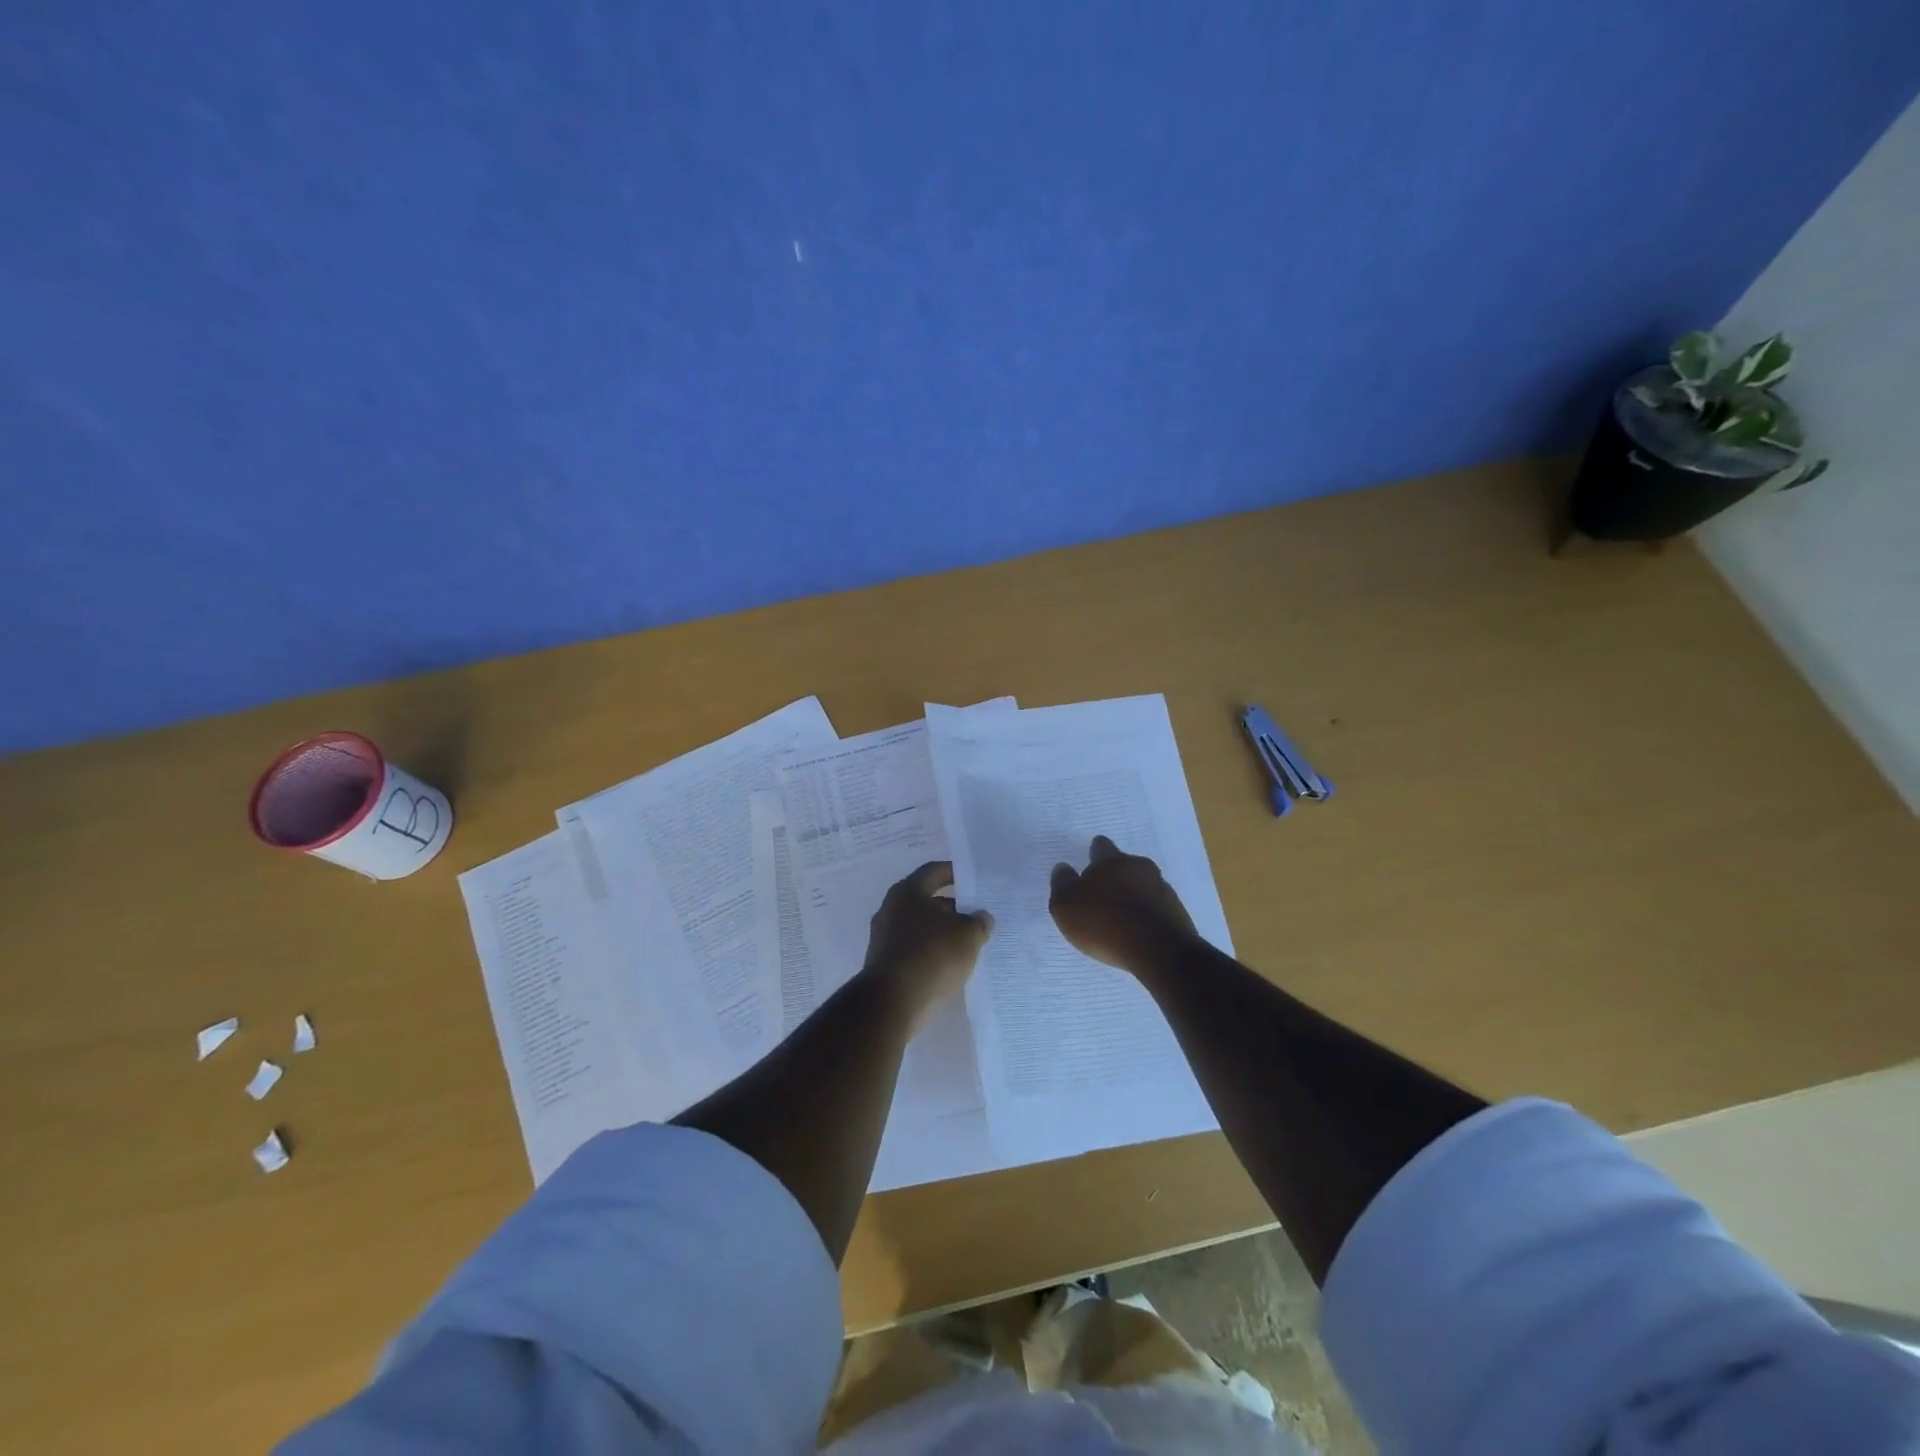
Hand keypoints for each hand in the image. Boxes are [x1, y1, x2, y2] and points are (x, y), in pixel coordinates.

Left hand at [862, 861, 992, 1031]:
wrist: (892, 1002)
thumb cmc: (932, 955)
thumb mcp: (968, 935)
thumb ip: (978, 922)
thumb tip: (981, 917)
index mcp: (908, 892)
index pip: (933, 871)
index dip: (954, 872)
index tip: (972, 879)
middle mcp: (891, 909)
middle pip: (926, 900)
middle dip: (951, 907)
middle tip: (975, 916)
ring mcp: (884, 937)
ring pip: (919, 927)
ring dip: (941, 932)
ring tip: (967, 943)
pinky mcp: (883, 963)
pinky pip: (913, 949)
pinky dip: (930, 952)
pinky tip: (948, 965)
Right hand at [1049, 835, 1197, 974]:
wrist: (1158, 950)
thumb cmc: (1104, 923)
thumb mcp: (1066, 906)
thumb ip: (1062, 884)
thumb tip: (1063, 868)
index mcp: (1111, 861)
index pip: (1101, 846)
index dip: (1095, 853)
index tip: (1091, 860)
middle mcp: (1140, 867)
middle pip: (1126, 864)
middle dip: (1116, 874)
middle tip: (1105, 890)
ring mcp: (1162, 888)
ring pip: (1144, 884)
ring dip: (1134, 893)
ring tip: (1122, 913)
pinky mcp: (1177, 911)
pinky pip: (1157, 906)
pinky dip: (1148, 912)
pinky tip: (1139, 929)